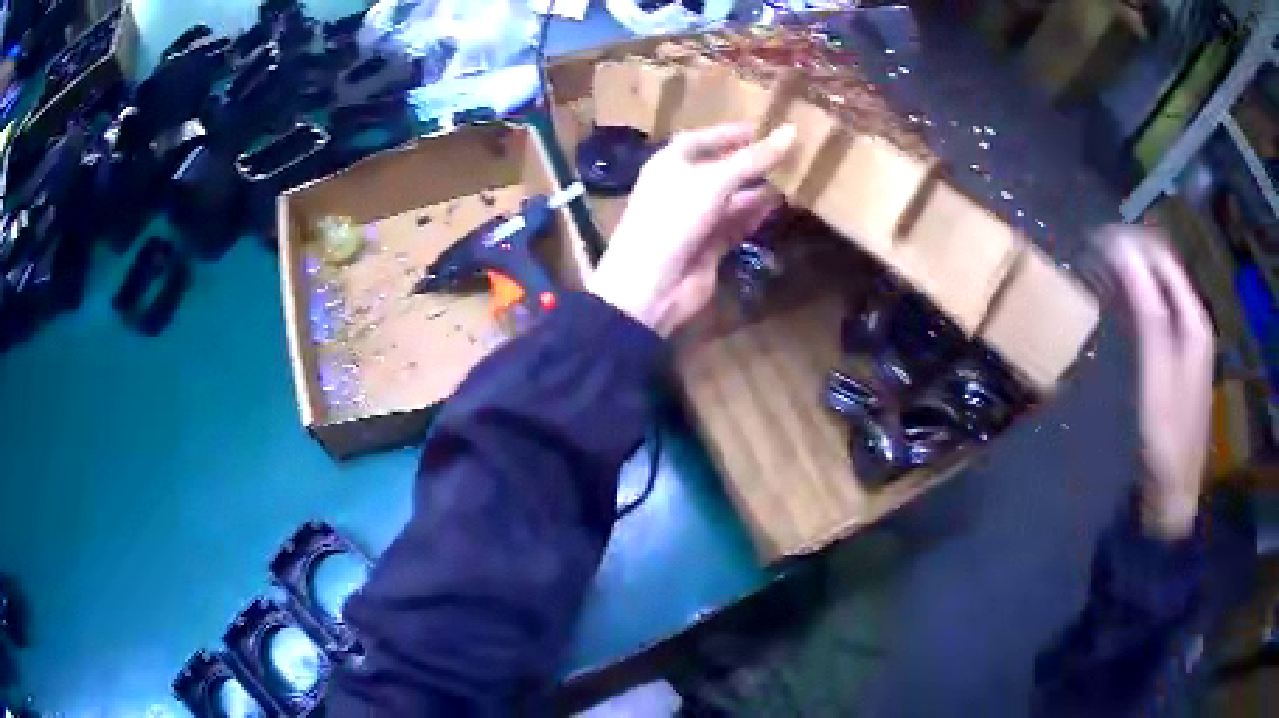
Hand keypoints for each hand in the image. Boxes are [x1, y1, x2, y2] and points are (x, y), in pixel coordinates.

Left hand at [587, 123, 795, 336]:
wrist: (650, 286)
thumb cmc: (674, 219)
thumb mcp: (714, 183)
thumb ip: (753, 159)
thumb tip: (792, 130)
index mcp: (671, 163)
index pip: (702, 139)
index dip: (730, 133)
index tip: (764, 128)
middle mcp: (682, 187)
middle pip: (721, 168)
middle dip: (751, 162)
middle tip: (789, 154)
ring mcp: (695, 218)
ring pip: (732, 198)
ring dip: (759, 189)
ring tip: (794, 178)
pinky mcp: (709, 245)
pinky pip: (736, 224)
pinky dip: (755, 216)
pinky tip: (780, 207)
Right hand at [1101, 227, 1215, 540]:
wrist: (1173, 491)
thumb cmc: (1166, 434)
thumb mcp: (1157, 372)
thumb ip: (1148, 310)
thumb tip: (1125, 253)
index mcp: (1193, 320)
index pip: (1163, 259)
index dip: (1132, 242)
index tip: (1096, 239)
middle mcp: (1193, 322)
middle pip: (1163, 270)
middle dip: (1131, 254)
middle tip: (1093, 252)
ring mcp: (1186, 342)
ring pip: (1159, 290)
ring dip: (1132, 275)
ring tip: (1099, 270)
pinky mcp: (1176, 360)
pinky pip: (1157, 314)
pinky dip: (1136, 301)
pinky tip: (1118, 304)